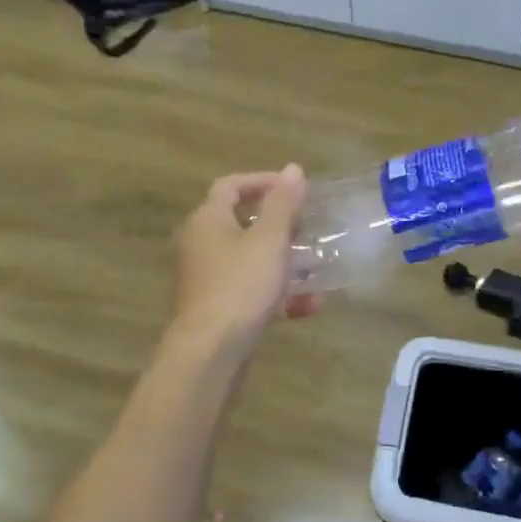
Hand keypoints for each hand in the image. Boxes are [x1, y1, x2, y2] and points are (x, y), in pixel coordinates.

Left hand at [171, 165, 318, 353]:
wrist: (211, 352)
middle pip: (243, 223)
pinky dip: (278, 293)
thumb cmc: (240, 286)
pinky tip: (310, 306)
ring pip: (252, 260)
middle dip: (281, 226)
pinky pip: (252, 290)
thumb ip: (283, 204)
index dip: (263, 182)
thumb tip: (293, 169)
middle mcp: (202, 244)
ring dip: (286, 262)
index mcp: (208, 220)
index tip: (296, 190)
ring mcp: (208, 278)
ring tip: (318, 268)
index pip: (231, 186)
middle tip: (309, 229)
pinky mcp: (218, 308)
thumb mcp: (269, 240)